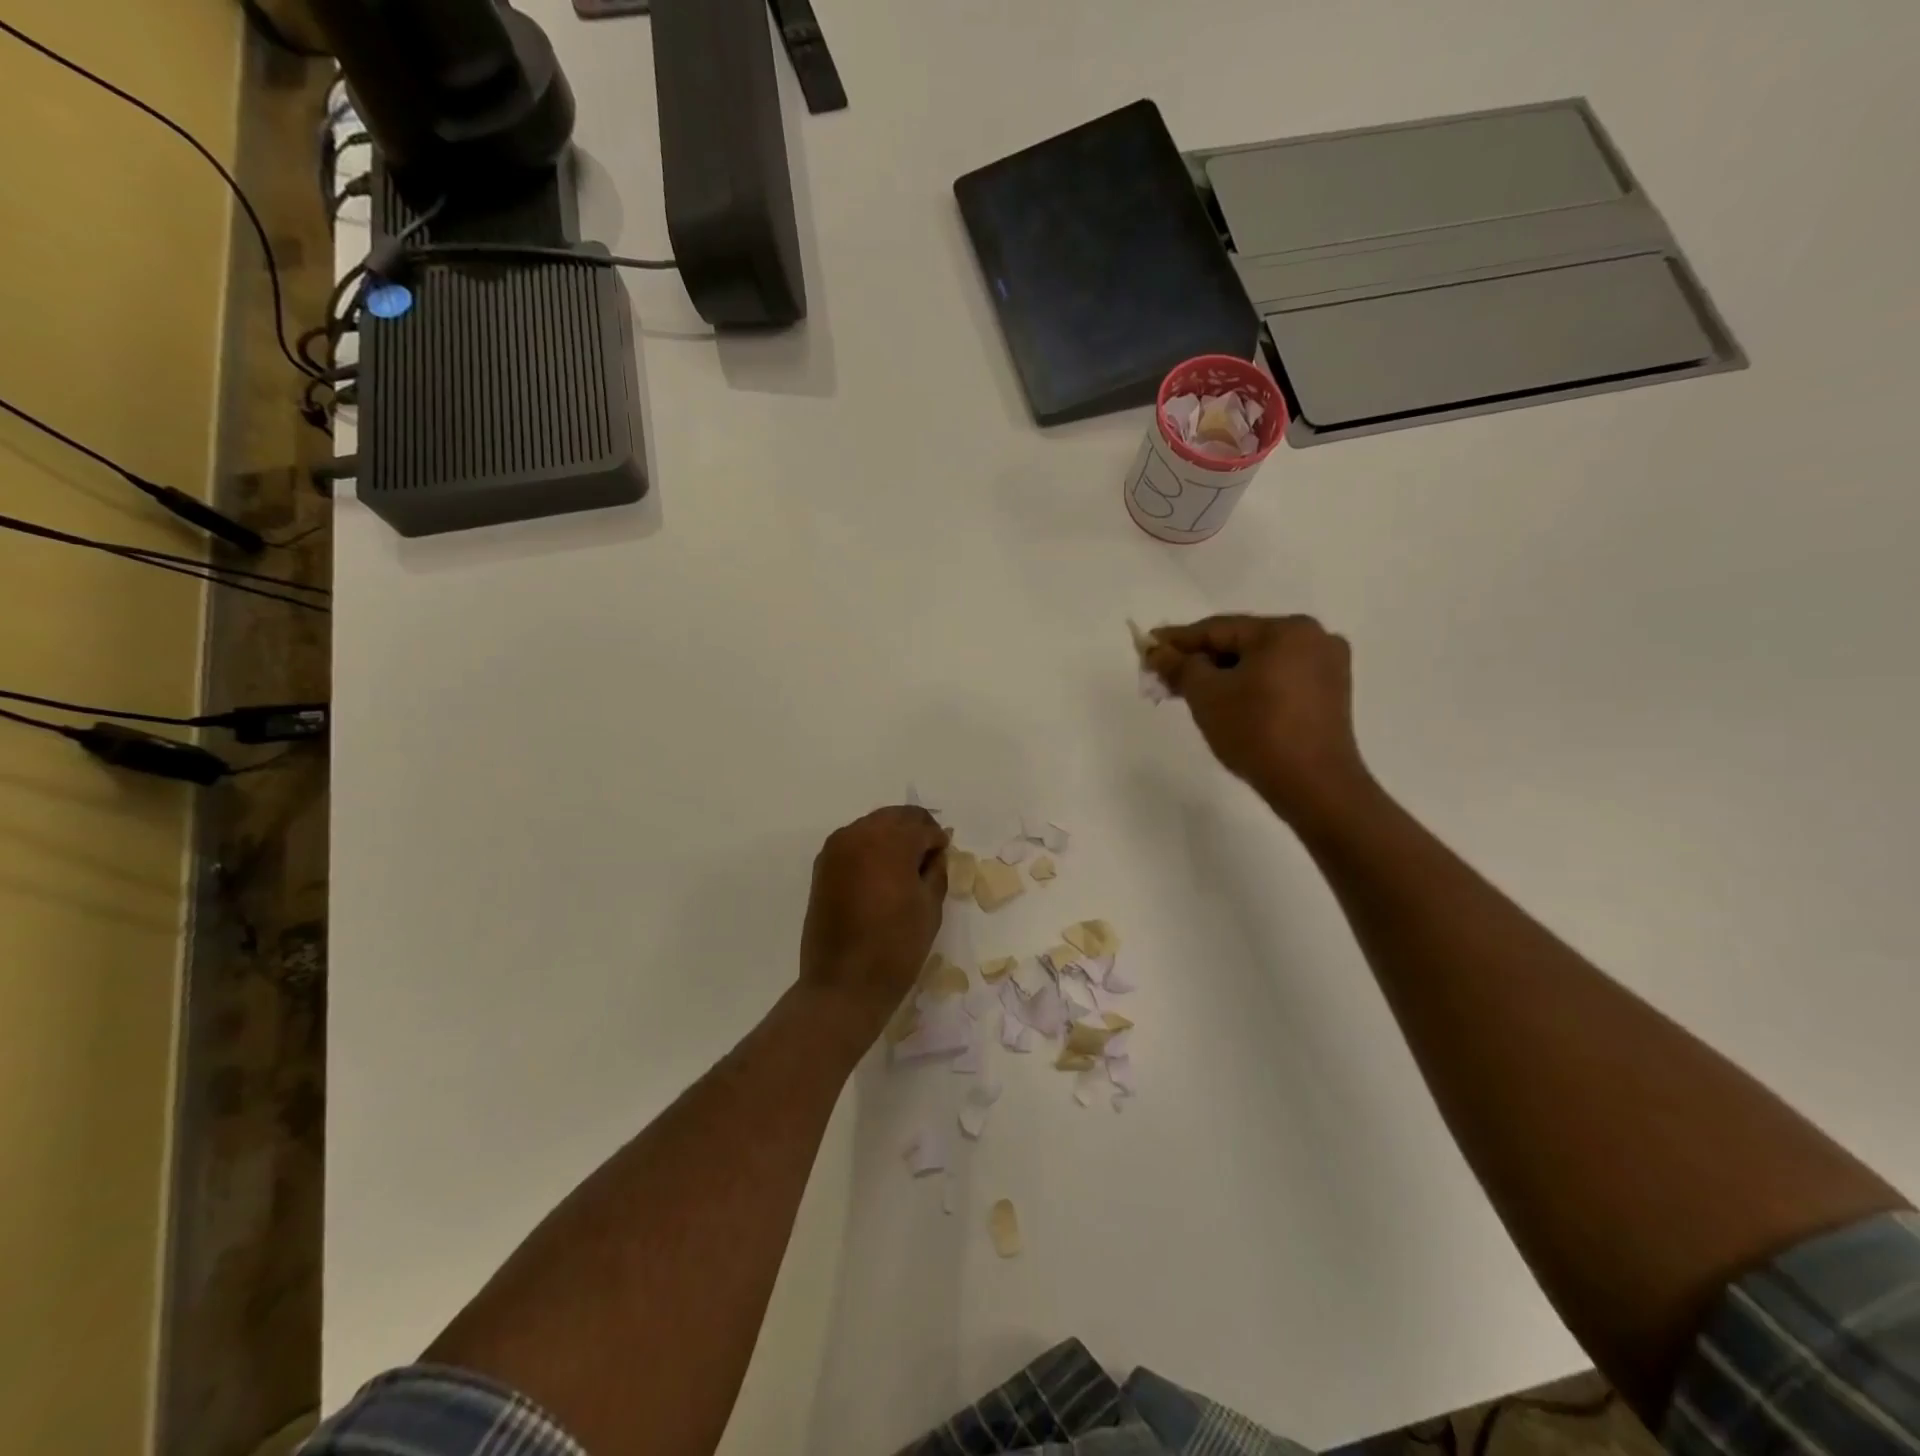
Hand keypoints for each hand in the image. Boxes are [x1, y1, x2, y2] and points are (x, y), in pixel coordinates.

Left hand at [798, 806, 948, 1034]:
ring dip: (892, 838)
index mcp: (889, 842)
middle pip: (895, 817)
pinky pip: (854, 842)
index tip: (943, 859)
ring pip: (873, 825)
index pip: (922, 825)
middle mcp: (859, 834)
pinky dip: (870, 848)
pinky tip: (880, 875)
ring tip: (904, 869)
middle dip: (915, 831)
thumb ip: (936, 869)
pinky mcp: (823, 866)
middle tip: (927, 859)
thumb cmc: (896, 947)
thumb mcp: (930, 907)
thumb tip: (934, 853)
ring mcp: (836, 848)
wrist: (843, 984)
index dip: (938, 840)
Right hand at [1146, 614, 1373, 829]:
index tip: (1147, 647)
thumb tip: (1156, 650)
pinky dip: (1250, 686)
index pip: (1218, 628)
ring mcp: (1327, 667)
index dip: (1178, 640)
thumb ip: (1179, 666)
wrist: (1313, 785)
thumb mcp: (1206, 695)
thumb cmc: (1256, 731)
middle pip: (1241, 643)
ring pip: (1260, 663)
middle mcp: (1313, 638)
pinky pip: (1279, 680)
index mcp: (1286, 629)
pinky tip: (1228, 703)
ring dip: (1224, 675)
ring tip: (1191, 693)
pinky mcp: (1331, 695)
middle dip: (1201, 660)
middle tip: (1165, 675)